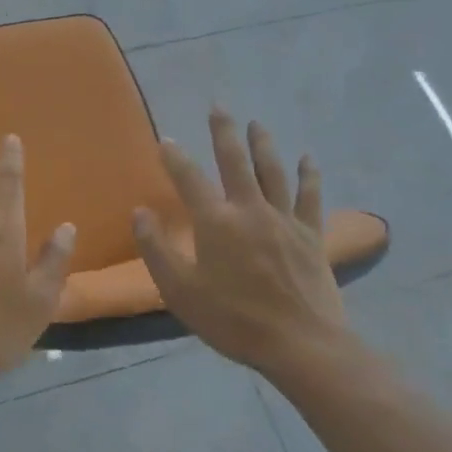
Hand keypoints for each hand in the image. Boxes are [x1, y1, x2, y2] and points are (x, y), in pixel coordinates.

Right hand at [133, 110, 359, 383]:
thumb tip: (140, 212)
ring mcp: (285, 220)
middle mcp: (250, 210)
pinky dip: (309, 175)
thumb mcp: (180, 291)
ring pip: (273, 171)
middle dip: (224, 132)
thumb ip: (157, 250)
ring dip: (263, 144)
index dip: (174, 157)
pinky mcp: (311, 235)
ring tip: (256, 123)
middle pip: (235, 162)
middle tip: (218, 107)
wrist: (301, 345)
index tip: (163, 139)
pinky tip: (307, 158)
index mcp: (215, 223)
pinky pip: (310, 197)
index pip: (188, 179)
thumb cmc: (233, 320)